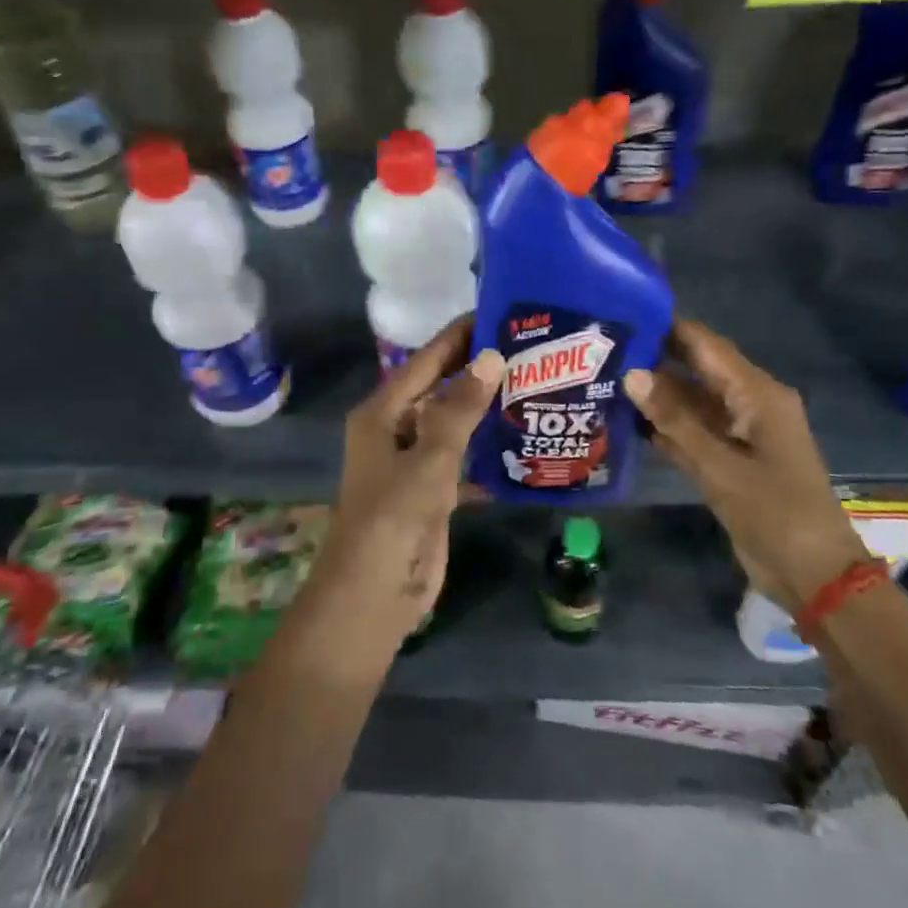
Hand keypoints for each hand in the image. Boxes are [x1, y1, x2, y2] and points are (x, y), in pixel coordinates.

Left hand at [302, 318, 500, 663]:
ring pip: (454, 424)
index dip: (460, 336)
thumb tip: (491, 356)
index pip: (426, 360)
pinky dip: (487, 452)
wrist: (374, 596)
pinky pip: (463, 459)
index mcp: (383, 413)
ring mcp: (414, 462)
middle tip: (528, 347)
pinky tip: (523, 442)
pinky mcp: (432, 492)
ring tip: (533, 385)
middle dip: (478, 369)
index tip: (499, 312)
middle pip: (441, 388)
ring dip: (485, 409)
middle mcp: (396, 430)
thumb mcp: (429, 459)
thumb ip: (460, 409)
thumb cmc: (393, 519)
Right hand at [625, 318, 868, 613]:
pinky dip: (665, 427)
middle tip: (603, 348)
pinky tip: (626, 422)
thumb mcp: (720, 466)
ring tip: (605, 379)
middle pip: (697, 371)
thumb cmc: (774, 512)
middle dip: (655, 359)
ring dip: (656, 396)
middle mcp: (748, 405)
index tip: (624, 313)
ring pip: (691, 403)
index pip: (707, 346)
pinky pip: (692, 432)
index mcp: (758, 395)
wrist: (812, 574)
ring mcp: (738, 434)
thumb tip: (632, 374)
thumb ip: (675, 420)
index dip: (669, 327)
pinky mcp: (729, 461)